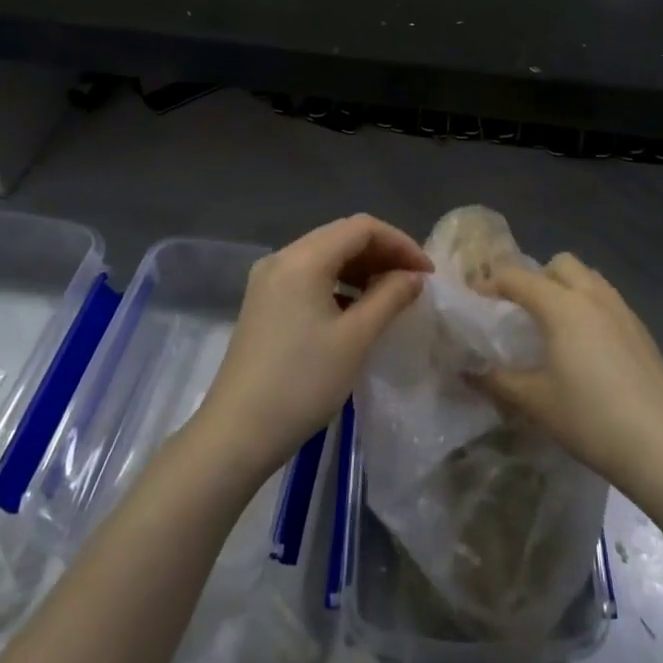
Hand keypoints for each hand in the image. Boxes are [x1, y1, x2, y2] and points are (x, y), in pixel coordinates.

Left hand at [195, 215, 429, 479]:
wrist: (236, 434)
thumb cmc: (302, 383)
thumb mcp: (355, 339)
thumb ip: (390, 297)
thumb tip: (414, 276)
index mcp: (303, 258)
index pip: (361, 228)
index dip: (399, 243)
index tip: (426, 273)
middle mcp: (282, 258)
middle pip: (341, 236)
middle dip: (382, 253)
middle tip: (413, 282)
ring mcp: (268, 280)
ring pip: (325, 255)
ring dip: (361, 268)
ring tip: (390, 295)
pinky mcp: (264, 302)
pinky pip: (309, 276)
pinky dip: (339, 283)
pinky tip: (356, 309)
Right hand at [476, 254, 662, 504]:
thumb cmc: (590, 420)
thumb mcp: (535, 401)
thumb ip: (497, 380)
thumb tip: (467, 372)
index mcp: (561, 305)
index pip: (517, 277)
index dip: (491, 283)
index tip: (475, 299)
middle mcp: (592, 296)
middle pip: (559, 264)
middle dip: (535, 277)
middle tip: (520, 309)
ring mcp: (622, 310)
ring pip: (588, 278)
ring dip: (566, 287)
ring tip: (553, 324)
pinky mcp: (642, 330)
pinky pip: (607, 300)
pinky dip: (589, 307)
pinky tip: (587, 347)